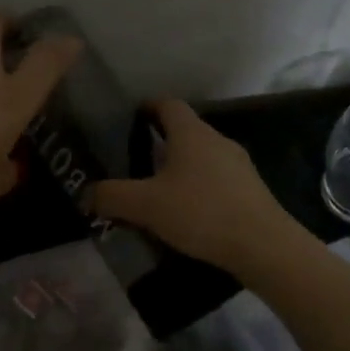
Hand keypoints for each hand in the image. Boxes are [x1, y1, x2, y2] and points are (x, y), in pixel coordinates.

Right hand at [89, 100, 299, 274]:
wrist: (264, 246)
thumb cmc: (201, 213)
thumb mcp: (146, 206)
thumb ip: (111, 197)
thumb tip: (85, 195)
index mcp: (191, 133)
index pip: (167, 104)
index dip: (147, 107)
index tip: (129, 120)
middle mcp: (216, 140)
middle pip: (184, 130)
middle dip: (159, 141)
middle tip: (133, 160)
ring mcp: (238, 164)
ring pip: (201, 155)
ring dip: (180, 166)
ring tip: (157, 189)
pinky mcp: (250, 189)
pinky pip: (216, 177)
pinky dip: (198, 186)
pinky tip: (187, 211)